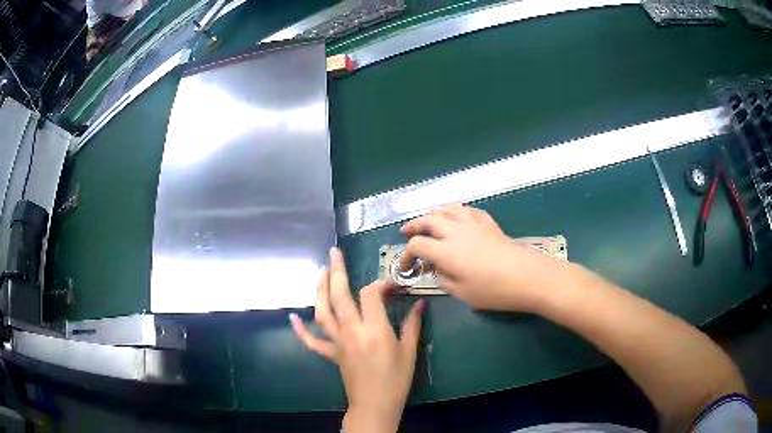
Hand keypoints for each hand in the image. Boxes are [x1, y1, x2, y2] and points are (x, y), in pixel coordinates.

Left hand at [290, 248, 424, 432]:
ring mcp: (337, 342)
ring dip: (319, 291)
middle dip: (336, 271)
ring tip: (321, 273)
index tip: (392, 284)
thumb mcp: (409, 351)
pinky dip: (301, 329)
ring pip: (322, 312)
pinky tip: (293, 317)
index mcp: (374, 329)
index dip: (381, 283)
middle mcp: (351, 331)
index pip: (370, 294)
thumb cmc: (396, 379)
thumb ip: (412, 324)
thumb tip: (419, 303)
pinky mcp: (331, 354)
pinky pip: (312, 341)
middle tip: (334, 253)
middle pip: (339, 295)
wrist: (375, 405)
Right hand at [401, 205, 570, 311]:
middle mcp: (455, 232)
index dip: (406, 255)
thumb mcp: (462, 293)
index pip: (417, 244)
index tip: (405, 267)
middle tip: (406, 232)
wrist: (527, 276)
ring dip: (434, 213)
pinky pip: (468, 211)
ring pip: (448, 209)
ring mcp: (473, 225)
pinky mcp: (489, 224)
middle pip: (429, 220)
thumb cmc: (493, 290)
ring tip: (428, 219)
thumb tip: (436, 269)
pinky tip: (459, 217)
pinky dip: (458, 212)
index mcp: (445, 251)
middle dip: (414, 225)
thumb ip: (443, 279)